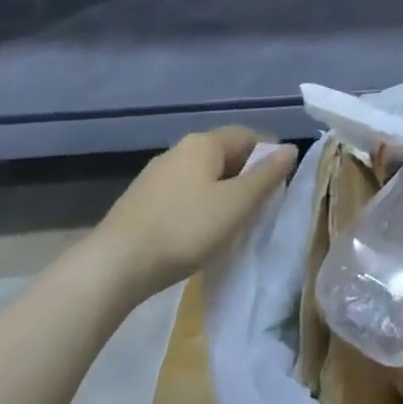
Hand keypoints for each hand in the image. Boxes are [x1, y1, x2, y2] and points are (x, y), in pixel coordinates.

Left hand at [84, 128, 298, 305]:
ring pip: (202, 176)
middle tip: (259, 207)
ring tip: (232, 224)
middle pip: (225, 155)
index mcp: (203, 143)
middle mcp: (178, 151)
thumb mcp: (236, 204)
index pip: (248, 135)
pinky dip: (198, 207)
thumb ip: (267, 175)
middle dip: (246, 177)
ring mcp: (155, 176)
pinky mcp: (140, 203)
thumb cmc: (184, 229)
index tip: (279, 186)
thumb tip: (291, 149)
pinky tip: (198, 234)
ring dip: (222, 194)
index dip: (269, 155)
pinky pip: (182, 195)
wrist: (112, 268)